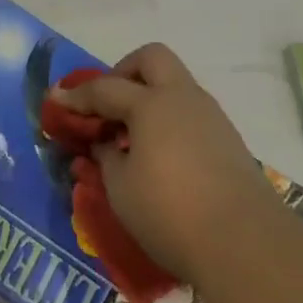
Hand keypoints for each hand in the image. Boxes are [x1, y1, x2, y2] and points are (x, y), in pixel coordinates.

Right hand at [48, 44, 279, 282]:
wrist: (246, 243)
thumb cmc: (171, 213)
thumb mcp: (121, 190)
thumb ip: (108, 159)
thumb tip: (106, 144)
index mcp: (151, 104)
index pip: (105, 89)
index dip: (77, 95)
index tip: (56, 99)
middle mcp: (182, 98)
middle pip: (151, 58)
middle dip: (124, 71)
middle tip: (109, 102)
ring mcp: (210, 116)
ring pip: (176, 83)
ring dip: (150, 95)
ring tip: (133, 133)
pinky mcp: (228, 139)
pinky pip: (191, 111)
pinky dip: (170, 118)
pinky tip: (162, 152)